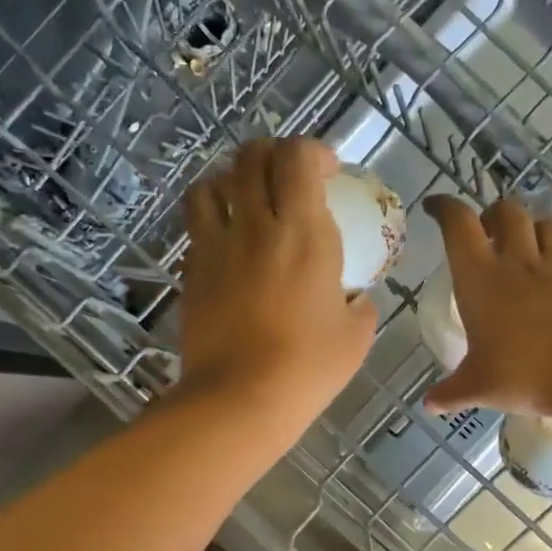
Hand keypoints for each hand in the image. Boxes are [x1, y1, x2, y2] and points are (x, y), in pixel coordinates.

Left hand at [177, 139, 377, 425]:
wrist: (240, 399)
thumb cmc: (307, 367)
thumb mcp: (355, 337)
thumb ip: (360, 305)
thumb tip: (357, 299)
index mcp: (302, 232)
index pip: (297, 157)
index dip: (312, 151)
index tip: (328, 171)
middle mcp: (254, 226)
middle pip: (250, 158)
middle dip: (271, 155)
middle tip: (288, 177)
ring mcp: (215, 247)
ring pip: (209, 184)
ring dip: (231, 182)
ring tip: (246, 202)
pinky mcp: (191, 272)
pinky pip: (196, 228)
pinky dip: (212, 222)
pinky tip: (228, 247)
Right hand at [424, 195, 551, 422]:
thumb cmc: (524, 375)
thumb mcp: (479, 388)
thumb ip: (451, 392)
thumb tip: (429, 403)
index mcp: (481, 280)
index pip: (459, 225)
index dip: (444, 208)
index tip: (434, 208)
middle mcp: (518, 264)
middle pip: (507, 213)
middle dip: (492, 214)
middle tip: (485, 230)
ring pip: (547, 226)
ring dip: (533, 226)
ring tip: (526, 243)